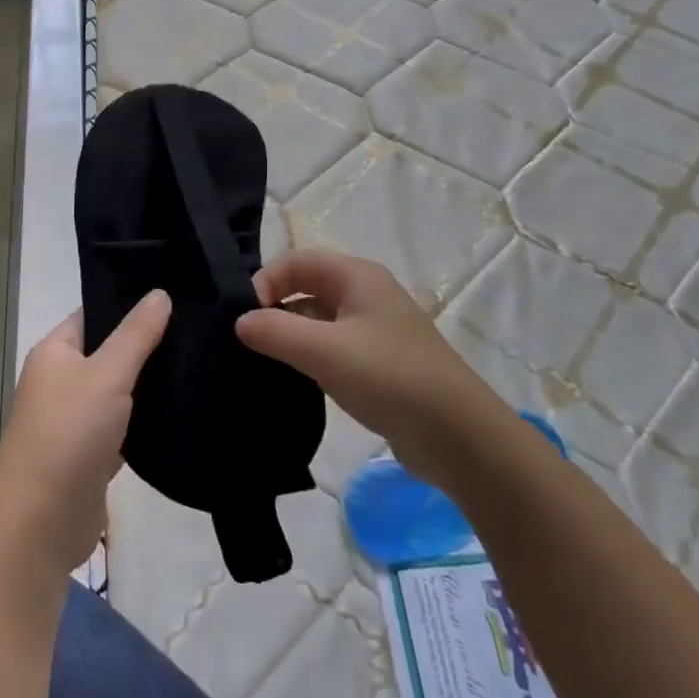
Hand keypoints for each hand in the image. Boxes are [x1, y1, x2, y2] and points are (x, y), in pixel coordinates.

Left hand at [0, 293, 171, 576]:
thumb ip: (136, 335)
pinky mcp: (92, 455)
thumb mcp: (107, 375)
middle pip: (109, 352)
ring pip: (119, 391)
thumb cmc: (68, 434)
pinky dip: (146, 421)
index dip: (129, 303)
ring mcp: (76, 420)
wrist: (40, 525)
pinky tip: (182, 408)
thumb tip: (160, 293)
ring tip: (199, 361)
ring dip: (149, 384)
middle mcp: (62, 381)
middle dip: (147, 344)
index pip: (94, 314)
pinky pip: (124, 426)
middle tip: (198, 327)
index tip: (176, 294)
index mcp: (55, 353)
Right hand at [236, 250, 503, 492]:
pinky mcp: (378, 364)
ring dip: (290, 336)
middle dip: (274, 308)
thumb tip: (239, 321)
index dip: (265, 281)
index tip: (243, 318)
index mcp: (356, 276)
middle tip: (244, 342)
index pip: (297, 261)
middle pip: (307, 288)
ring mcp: (374, 330)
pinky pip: (332, 349)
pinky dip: (309, 358)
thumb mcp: (325, 351)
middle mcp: (365, 294)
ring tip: (259, 363)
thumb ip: (276, 331)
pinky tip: (291, 382)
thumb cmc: (390, 377)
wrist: (459, 436)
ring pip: (318, 321)